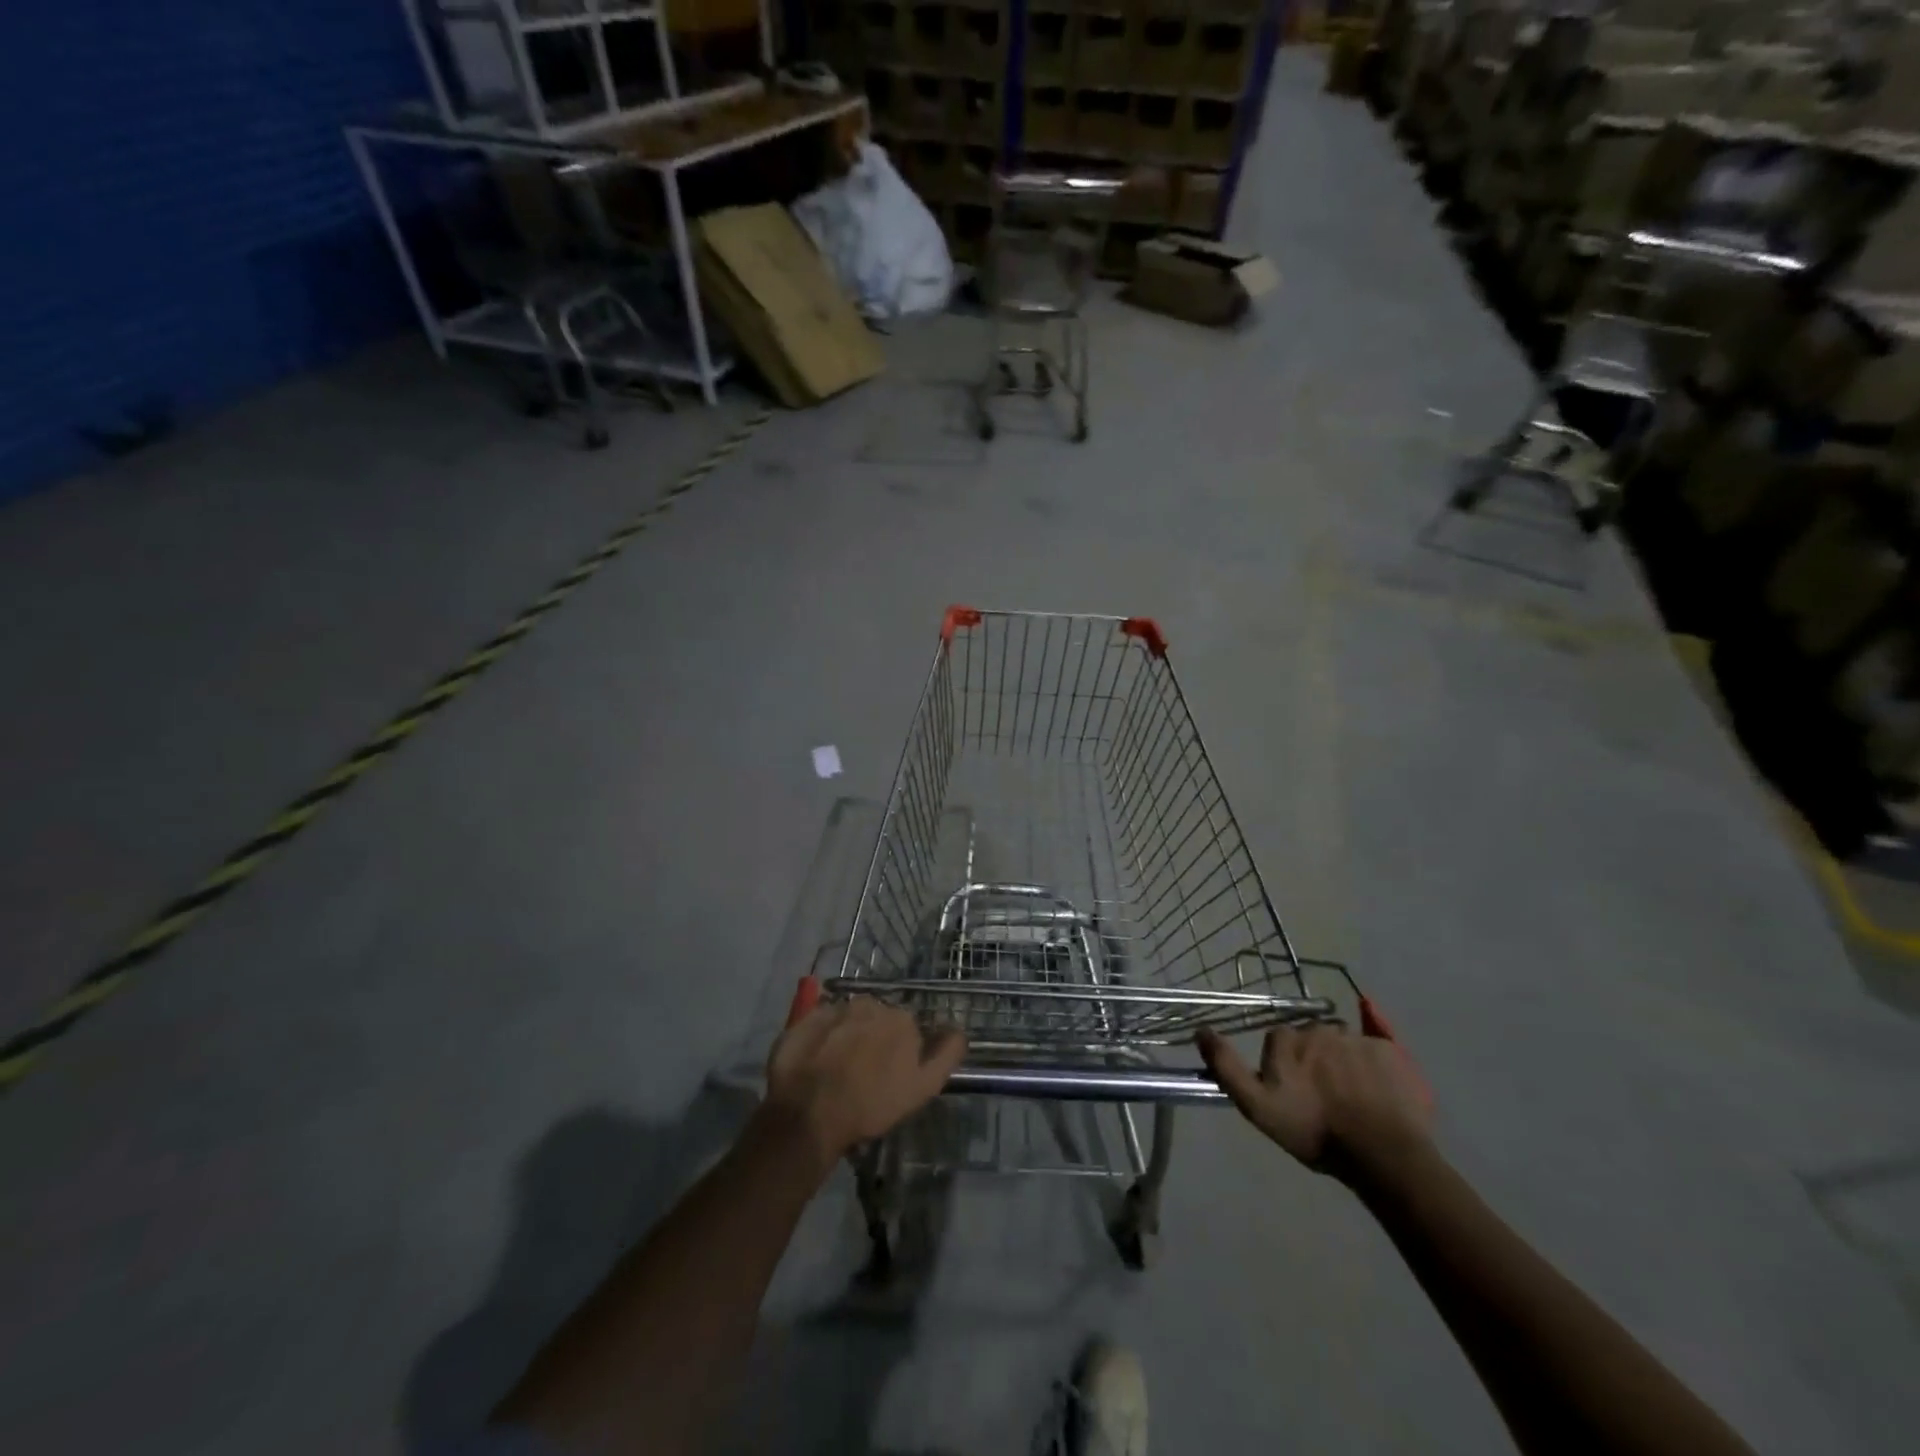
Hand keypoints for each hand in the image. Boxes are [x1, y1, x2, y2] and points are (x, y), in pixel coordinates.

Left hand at [764, 998, 965, 1169]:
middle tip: (862, 1073)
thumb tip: (959, 1029)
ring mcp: (835, 1008)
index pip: (906, 1028)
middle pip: (876, 1019)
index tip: (890, 1075)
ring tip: (836, 1069)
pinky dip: (820, 1037)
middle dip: (872, 1039)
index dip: (900, 1051)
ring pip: (848, 1019)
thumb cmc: (871, 1104)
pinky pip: (819, 1023)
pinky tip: (815, 1062)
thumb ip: (947, 1054)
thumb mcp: (923, 1087)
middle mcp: (870, 1003)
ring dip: (846, 1036)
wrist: (810, 1112)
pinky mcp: (804, 1019)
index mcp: (901, 1018)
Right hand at [1197, 1024, 1432, 1181]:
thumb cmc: (1314, 1131)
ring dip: (1344, 1061)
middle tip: (1323, 1096)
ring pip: (1344, 1042)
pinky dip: (1375, 1060)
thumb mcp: (1257, 1106)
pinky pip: (1378, 1046)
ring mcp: (1357, 1038)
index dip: (1284, 1065)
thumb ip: (1226, 1066)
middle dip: (1315, 1059)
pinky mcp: (1391, 1051)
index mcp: (1285, 1039)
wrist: (1382, 1154)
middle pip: (1312, 1038)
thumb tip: (1201, 1030)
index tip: (1292, 1092)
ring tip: (1354, 1096)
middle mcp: (1318, 1028)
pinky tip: (1378, 1082)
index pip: (1278, 1041)